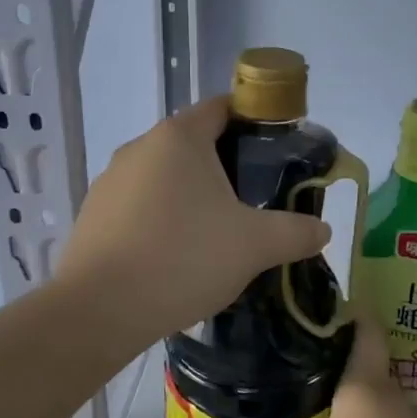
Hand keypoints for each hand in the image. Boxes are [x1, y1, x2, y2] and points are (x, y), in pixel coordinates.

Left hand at [56, 97, 330, 350]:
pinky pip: (139, 205)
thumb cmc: (183, 258)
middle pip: (193, 143)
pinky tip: (176, 254)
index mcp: (179, 137)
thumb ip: (296, 232)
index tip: (276, 149)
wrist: (99, 310)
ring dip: (191, 194)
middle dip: (226, 165)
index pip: (222, 107)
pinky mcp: (93, 214)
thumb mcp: (254, 245)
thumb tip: (323, 230)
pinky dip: (162, 218)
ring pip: (164, 176)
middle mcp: (139, 147)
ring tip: (217, 232)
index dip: (253, 121)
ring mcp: (110, 180)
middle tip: (255, 198)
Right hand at [202, 320, 416, 417]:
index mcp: (365, 378)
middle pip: (354, 357)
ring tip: (285, 392)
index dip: (338, 305)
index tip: (303, 302)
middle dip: (319, 352)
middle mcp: (384, 392)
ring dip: (328, 391)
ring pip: (358, 394)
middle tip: (274, 350)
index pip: (361, 322)